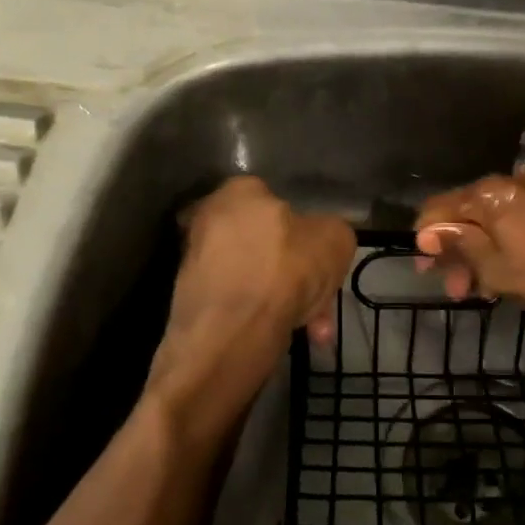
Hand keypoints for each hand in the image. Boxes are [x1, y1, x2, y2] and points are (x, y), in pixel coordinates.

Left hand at [147, 177, 354, 442]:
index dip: (303, 232)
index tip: (319, 259)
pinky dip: (260, 316)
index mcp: (239, 190)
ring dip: (284, 301)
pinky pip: (238, 302)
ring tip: (311, 328)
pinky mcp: (188, 298)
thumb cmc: (287, 269)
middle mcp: (208, 218)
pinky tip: (285, 334)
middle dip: (297, 276)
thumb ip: (330, 232)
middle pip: (266, 246)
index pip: (275, 201)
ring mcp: (194, 260)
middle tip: (319, 301)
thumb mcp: (336, 238)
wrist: (234, 330)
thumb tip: (320, 241)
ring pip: (255, 278)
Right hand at [413, 166, 524, 308]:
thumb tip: (428, 232)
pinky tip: (523, 263)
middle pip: (470, 212)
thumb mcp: (499, 270)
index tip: (427, 269)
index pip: (438, 208)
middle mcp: (513, 180)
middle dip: (459, 250)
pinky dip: (515, 237)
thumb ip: (461, 247)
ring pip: (501, 215)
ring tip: (490, 284)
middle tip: (458, 288)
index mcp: (488, 194)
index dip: (426, 239)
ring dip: (487, 247)